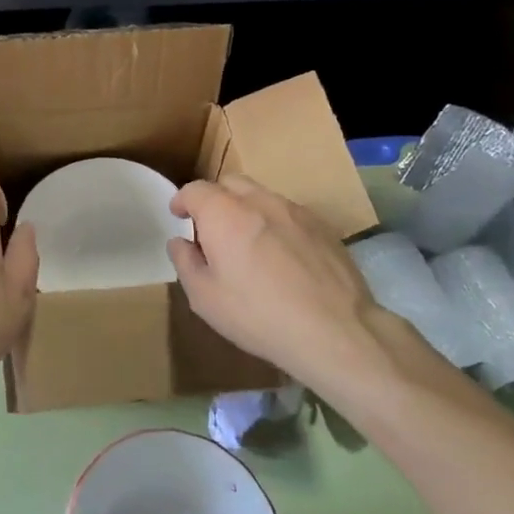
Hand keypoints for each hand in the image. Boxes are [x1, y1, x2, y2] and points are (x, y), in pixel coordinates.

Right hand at [168, 176, 380, 390]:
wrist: (335, 330)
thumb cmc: (258, 315)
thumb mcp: (205, 298)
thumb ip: (186, 263)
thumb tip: (180, 242)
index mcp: (224, 214)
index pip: (195, 190)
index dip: (182, 200)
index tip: (178, 215)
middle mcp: (259, 201)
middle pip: (230, 183)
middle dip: (215, 198)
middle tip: (211, 229)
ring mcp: (295, 211)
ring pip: (262, 196)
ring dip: (247, 210)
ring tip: (248, 243)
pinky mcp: (322, 226)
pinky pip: (289, 214)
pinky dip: (275, 224)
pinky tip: (282, 257)